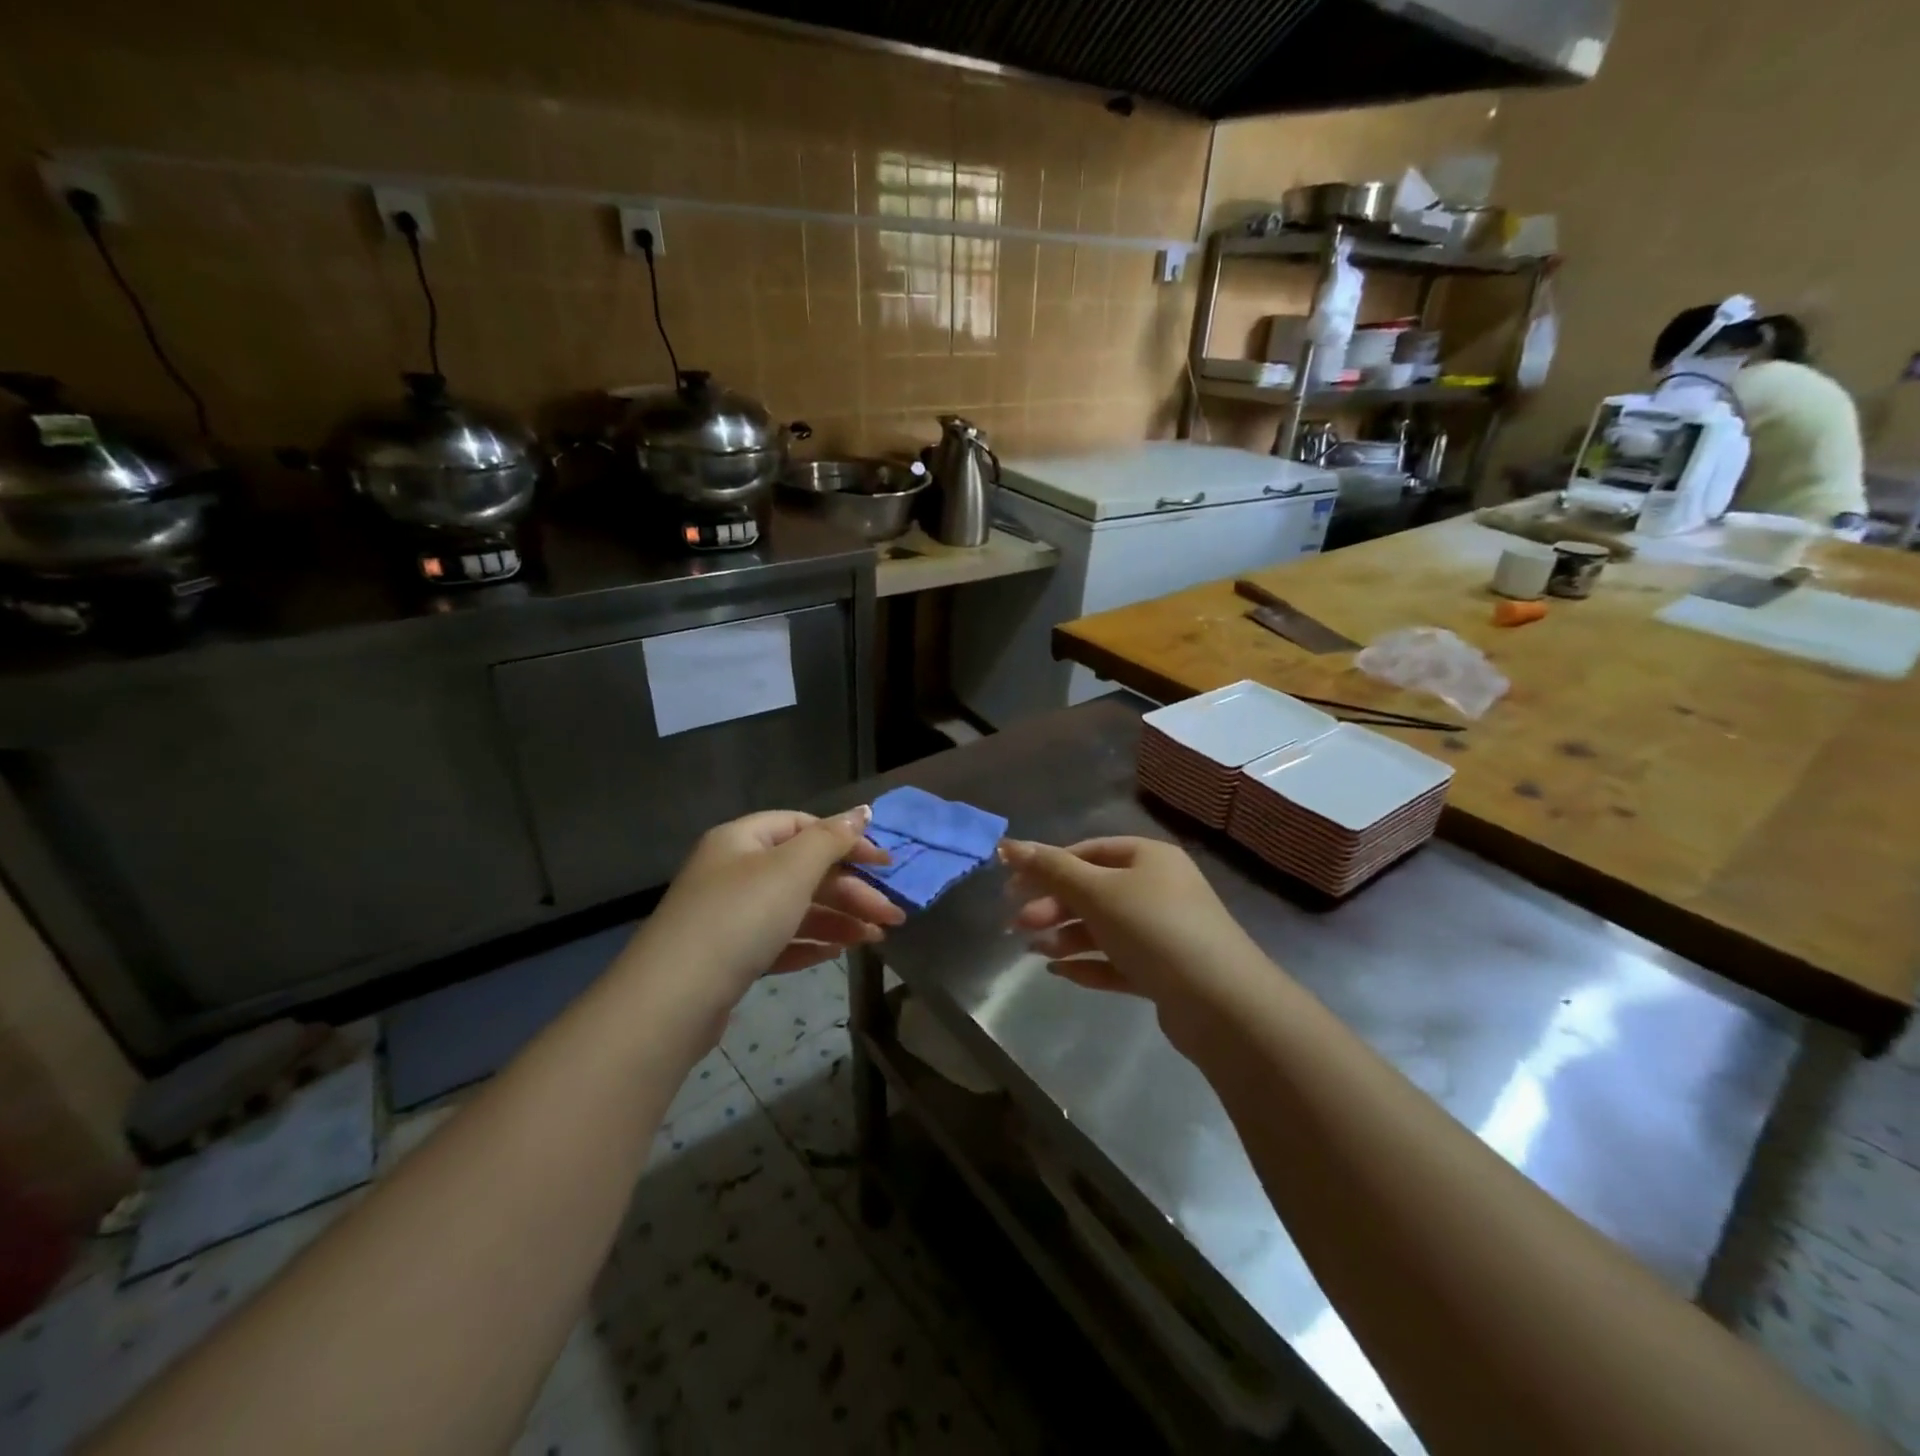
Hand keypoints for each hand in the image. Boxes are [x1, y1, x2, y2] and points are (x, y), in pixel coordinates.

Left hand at [626, 808, 903, 1021]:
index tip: (886, 864)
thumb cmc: (739, 917)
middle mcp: (735, 871)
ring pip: (796, 909)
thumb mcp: (792, 869)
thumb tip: (863, 812)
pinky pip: (779, 941)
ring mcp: (730, 916)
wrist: (673, 999)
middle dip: (852, 892)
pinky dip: (810, 943)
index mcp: (743, 840)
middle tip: (893, 915)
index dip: (847, 841)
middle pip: (805, 871)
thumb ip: (831, 839)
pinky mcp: (730, 956)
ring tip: (877, 939)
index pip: (804, 827)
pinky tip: (838, 953)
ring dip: (839, 920)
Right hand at [1001, 836, 1272, 1036]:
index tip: (1012, 887)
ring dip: (1066, 936)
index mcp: (1147, 857)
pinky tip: (1060, 973)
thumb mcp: (1097, 892)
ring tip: (1035, 952)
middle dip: (1053, 906)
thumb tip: (1008, 844)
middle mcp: (1158, 888)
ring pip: (1103, 927)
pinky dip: (1088, 963)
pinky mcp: (1164, 971)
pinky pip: (1117, 960)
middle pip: (1092, 890)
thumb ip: (1051, 869)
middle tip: (1017, 925)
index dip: (1047, 866)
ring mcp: (1163, 931)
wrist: (1221, 1003)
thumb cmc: (1154, 929)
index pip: (1087, 852)